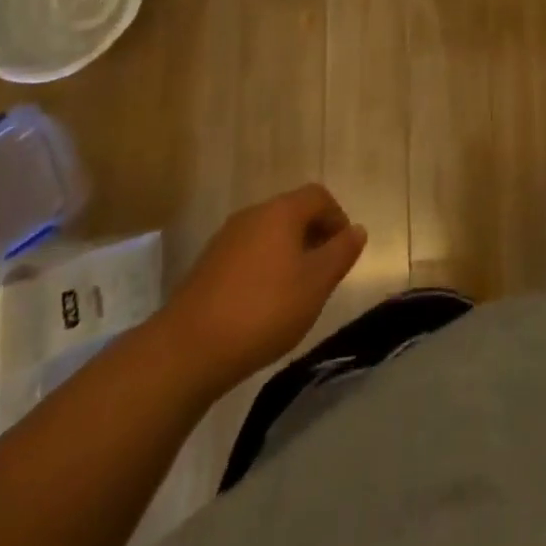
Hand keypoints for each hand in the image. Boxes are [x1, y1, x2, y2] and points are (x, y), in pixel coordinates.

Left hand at [166, 184, 367, 392]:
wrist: (187, 350)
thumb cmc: (263, 310)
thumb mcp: (315, 284)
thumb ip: (340, 253)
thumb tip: (358, 229)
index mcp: (281, 211)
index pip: (318, 196)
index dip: (337, 218)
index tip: (344, 251)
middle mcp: (252, 214)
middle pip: (292, 212)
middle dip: (314, 236)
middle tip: (324, 273)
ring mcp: (225, 239)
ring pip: (269, 234)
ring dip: (288, 253)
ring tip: (297, 291)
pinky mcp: (207, 266)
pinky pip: (248, 254)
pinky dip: (264, 268)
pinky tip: (264, 304)